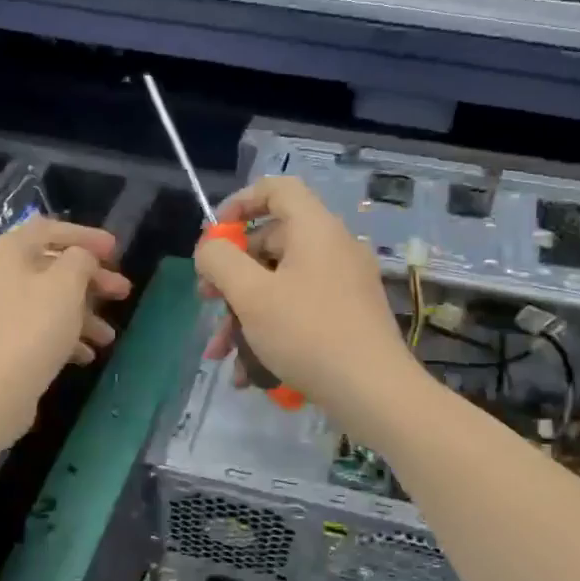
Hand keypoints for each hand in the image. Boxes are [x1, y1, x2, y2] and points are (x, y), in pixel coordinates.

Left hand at [0, 217, 131, 441]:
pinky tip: (84, 356)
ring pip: (43, 302)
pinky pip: (31, 327)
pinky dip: (60, 335)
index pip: (49, 230)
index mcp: (4, 251)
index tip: (116, 251)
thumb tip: (80, 258)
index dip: (86, 236)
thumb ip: (80, 259)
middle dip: (90, 282)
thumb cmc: (33, 328)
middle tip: (122, 293)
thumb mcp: (67, 284)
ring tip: (107, 338)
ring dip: (81, 314)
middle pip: (48, 268)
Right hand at [194, 177, 426, 444]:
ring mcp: (344, 284)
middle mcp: (333, 248)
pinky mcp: (349, 317)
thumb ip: (220, 261)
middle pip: (272, 243)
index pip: (277, 189)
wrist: (372, 391)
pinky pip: (300, 311)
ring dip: (244, 315)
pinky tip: (249, 373)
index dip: (240, 202)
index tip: (214, 236)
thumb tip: (210, 249)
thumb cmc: (307, 333)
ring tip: (220, 353)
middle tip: (207, 301)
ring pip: (281, 286)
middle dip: (231, 276)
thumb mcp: (251, 295)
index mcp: (315, 229)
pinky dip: (271, 332)